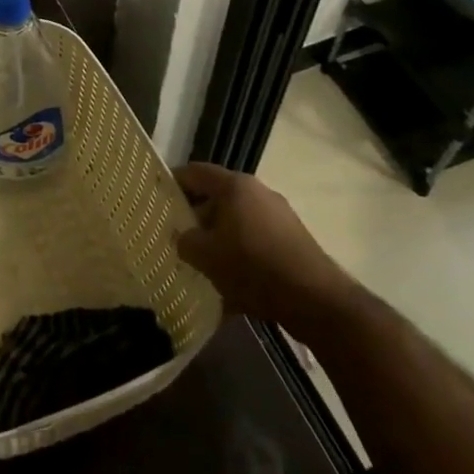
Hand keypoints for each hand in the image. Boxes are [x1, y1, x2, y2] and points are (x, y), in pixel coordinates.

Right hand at [174, 163, 356, 335]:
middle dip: (196, 217)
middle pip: (217, 198)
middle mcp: (258, 193)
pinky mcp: (293, 242)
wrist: (317, 301)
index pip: (195, 172)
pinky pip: (256, 241)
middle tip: (177, 237)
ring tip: (202, 264)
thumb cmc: (253, 266)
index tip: (156, 197)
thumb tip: (182, 237)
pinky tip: (231, 284)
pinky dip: (240, 255)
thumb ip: (185, 241)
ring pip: (237, 222)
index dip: (173, 181)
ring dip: (219, 239)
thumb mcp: (206, 255)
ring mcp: (280, 217)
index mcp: (235, 186)